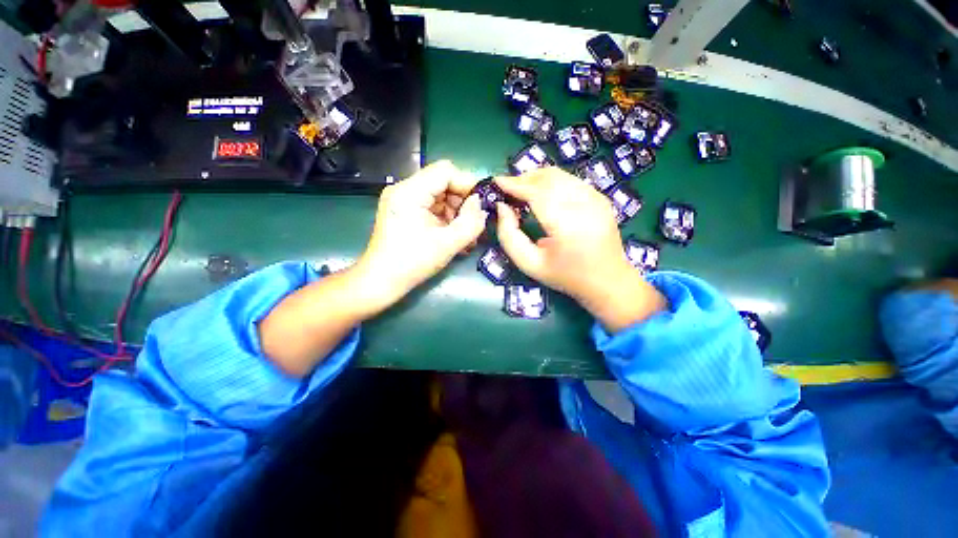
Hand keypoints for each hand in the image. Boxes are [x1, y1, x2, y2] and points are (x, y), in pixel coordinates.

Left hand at [354, 160, 488, 310]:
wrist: (381, 281)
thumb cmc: (412, 263)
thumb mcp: (448, 244)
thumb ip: (470, 222)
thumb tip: (481, 204)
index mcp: (410, 192)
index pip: (446, 171)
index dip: (467, 184)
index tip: (481, 205)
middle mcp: (404, 190)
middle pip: (443, 183)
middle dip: (462, 202)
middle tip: (474, 223)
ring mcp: (404, 200)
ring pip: (440, 196)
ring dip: (456, 213)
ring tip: (467, 235)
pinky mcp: (406, 212)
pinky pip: (432, 207)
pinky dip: (446, 219)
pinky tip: (455, 236)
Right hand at [494, 167, 665, 331]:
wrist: (608, 280)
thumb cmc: (565, 276)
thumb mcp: (530, 264)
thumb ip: (509, 236)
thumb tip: (502, 206)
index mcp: (567, 225)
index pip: (537, 193)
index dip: (515, 184)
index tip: (496, 182)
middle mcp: (585, 205)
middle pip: (549, 178)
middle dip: (523, 178)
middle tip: (507, 188)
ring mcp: (596, 198)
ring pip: (560, 175)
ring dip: (536, 178)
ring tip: (521, 189)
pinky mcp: (600, 197)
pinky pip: (570, 180)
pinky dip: (551, 182)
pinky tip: (542, 193)